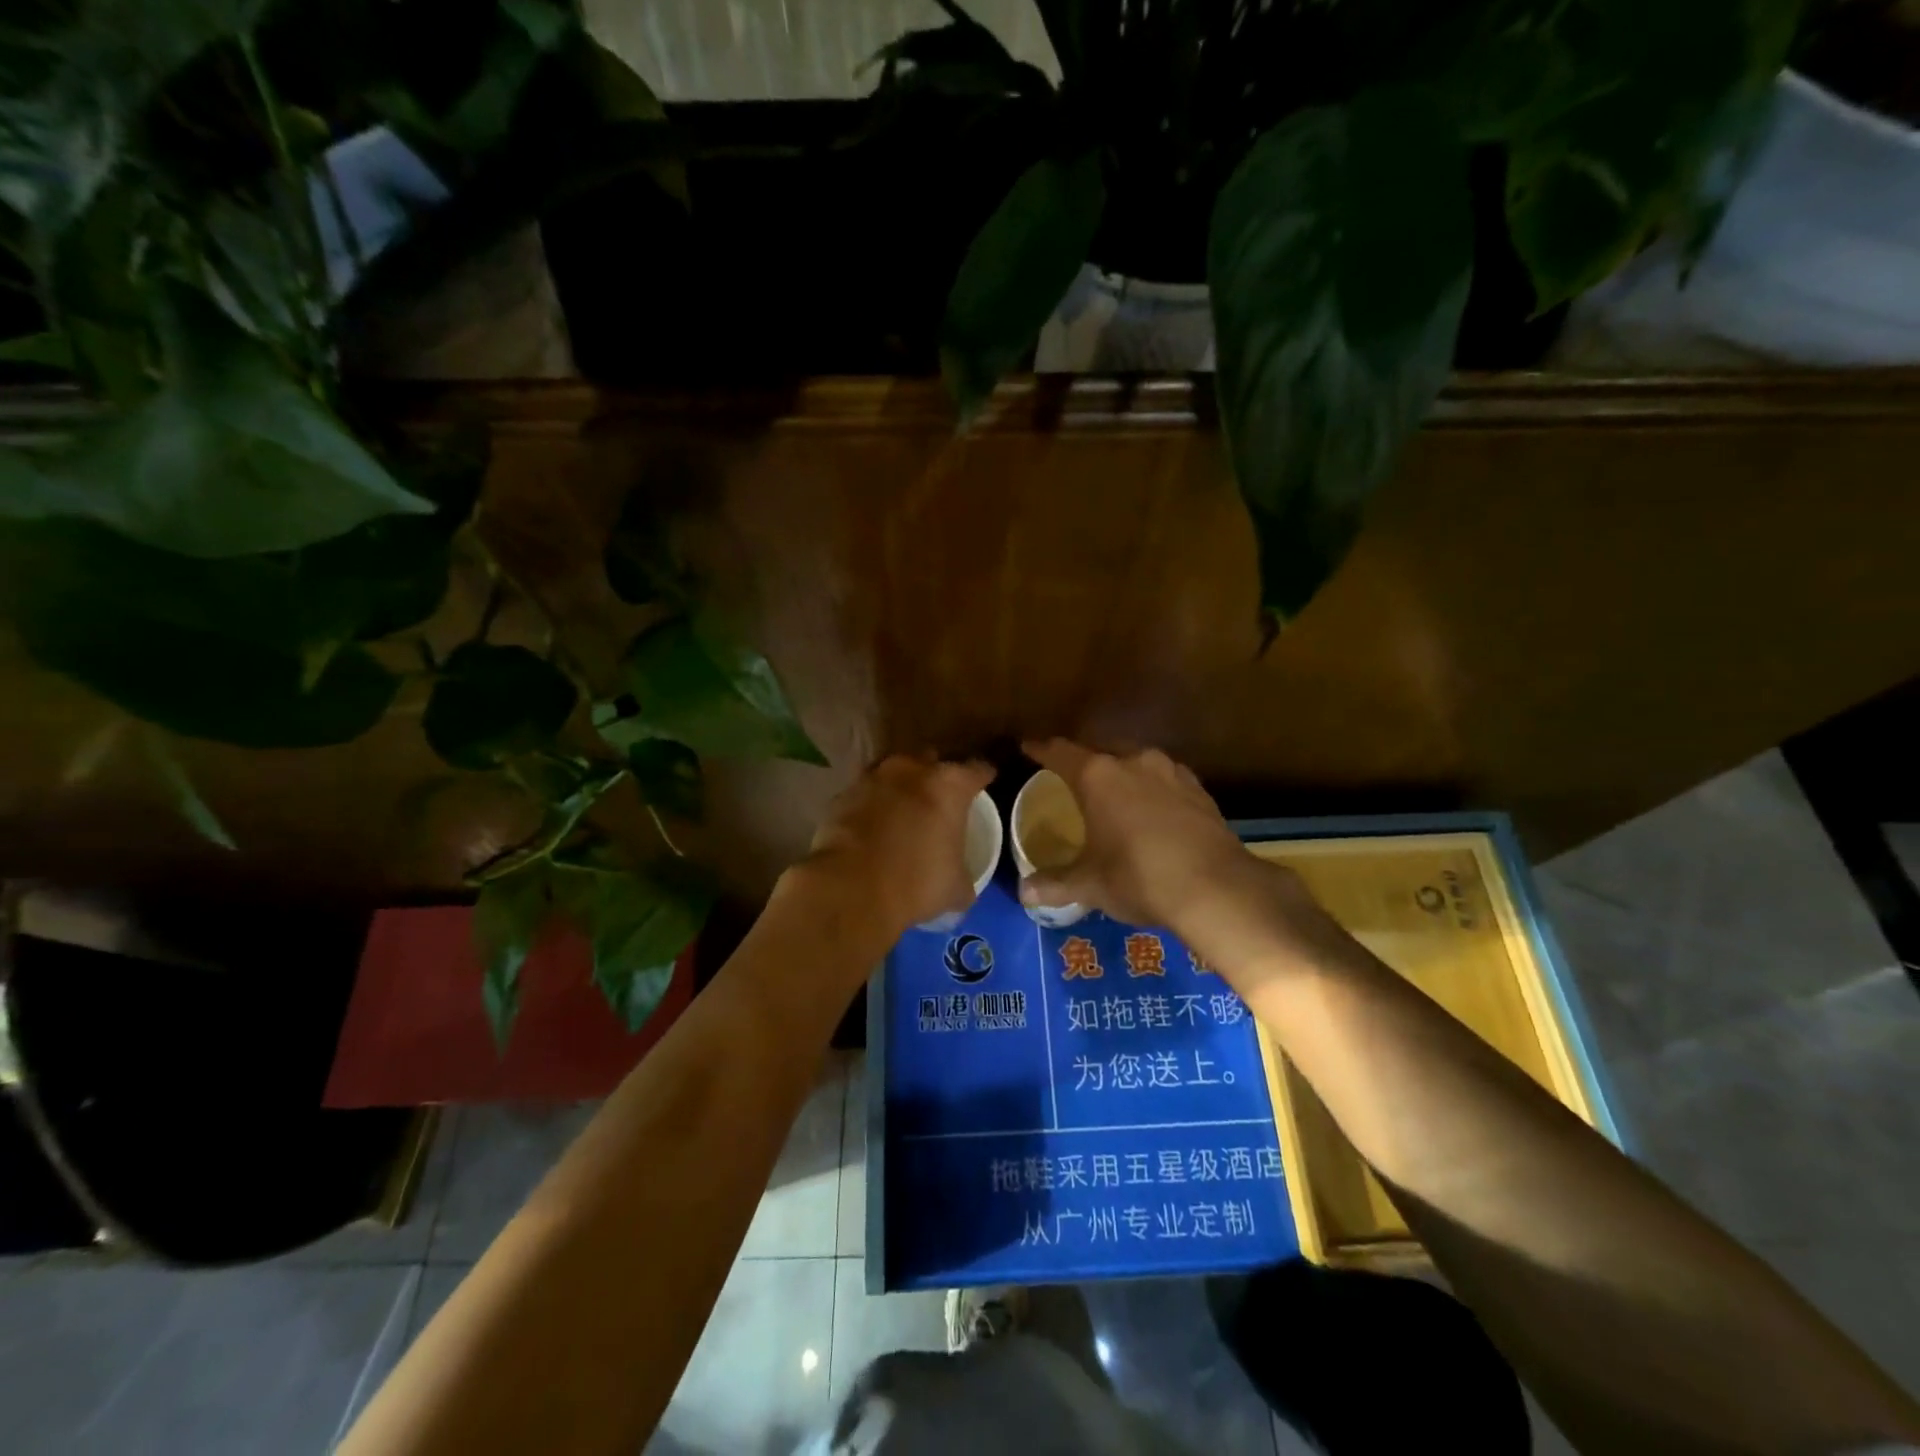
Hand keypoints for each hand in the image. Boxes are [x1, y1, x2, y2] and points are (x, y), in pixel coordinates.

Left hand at [802, 755, 995, 934]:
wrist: (851, 887)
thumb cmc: (917, 882)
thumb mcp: (955, 888)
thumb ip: (963, 876)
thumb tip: (963, 888)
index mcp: (949, 785)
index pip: (977, 769)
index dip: (983, 775)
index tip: (985, 781)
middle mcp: (913, 769)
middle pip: (932, 759)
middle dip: (937, 773)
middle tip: (941, 796)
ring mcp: (874, 777)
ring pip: (894, 771)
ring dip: (901, 784)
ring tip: (905, 806)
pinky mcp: (843, 794)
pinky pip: (866, 792)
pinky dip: (872, 802)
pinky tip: (874, 822)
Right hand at [1018, 739, 1282, 933]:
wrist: (1217, 889)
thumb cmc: (1140, 878)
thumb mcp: (1091, 884)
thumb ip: (1055, 883)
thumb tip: (1024, 893)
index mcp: (1098, 775)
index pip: (1060, 752)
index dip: (1041, 749)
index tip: (1028, 747)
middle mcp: (1133, 761)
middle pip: (1099, 748)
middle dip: (1082, 757)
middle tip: (1069, 772)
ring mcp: (1170, 771)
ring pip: (1135, 758)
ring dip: (1120, 768)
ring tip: (1111, 788)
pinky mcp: (1198, 788)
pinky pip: (1163, 777)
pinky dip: (1150, 786)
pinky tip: (1151, 805)